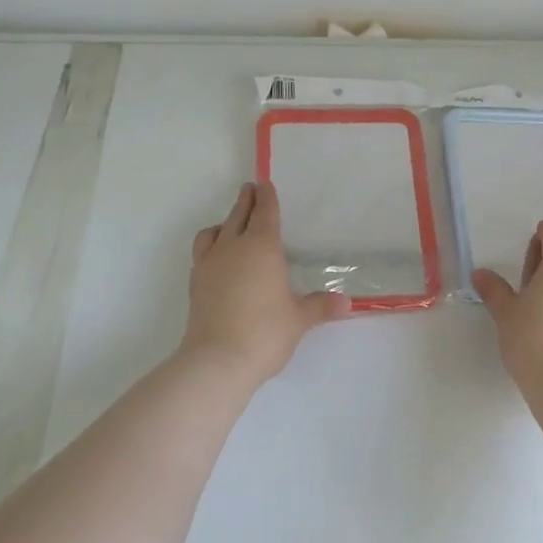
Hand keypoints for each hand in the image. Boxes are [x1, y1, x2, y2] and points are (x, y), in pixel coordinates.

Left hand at [181, 181, 350, 385]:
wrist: (217, 359)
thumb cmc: (265, 332)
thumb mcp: (299, 319)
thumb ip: (320, 306)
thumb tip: (346, 302)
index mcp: (262, 247)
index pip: (265, 213)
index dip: (267, 197)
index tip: (264, 183)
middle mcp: (233, 247)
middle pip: (238, 215)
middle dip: (245, 201)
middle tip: (249, 190)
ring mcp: (209, 264)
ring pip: (214, 231)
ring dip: (224, 222)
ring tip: (230, 225)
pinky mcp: (195, 284)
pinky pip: (202, 252)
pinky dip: (211, 245)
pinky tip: (217, 259)